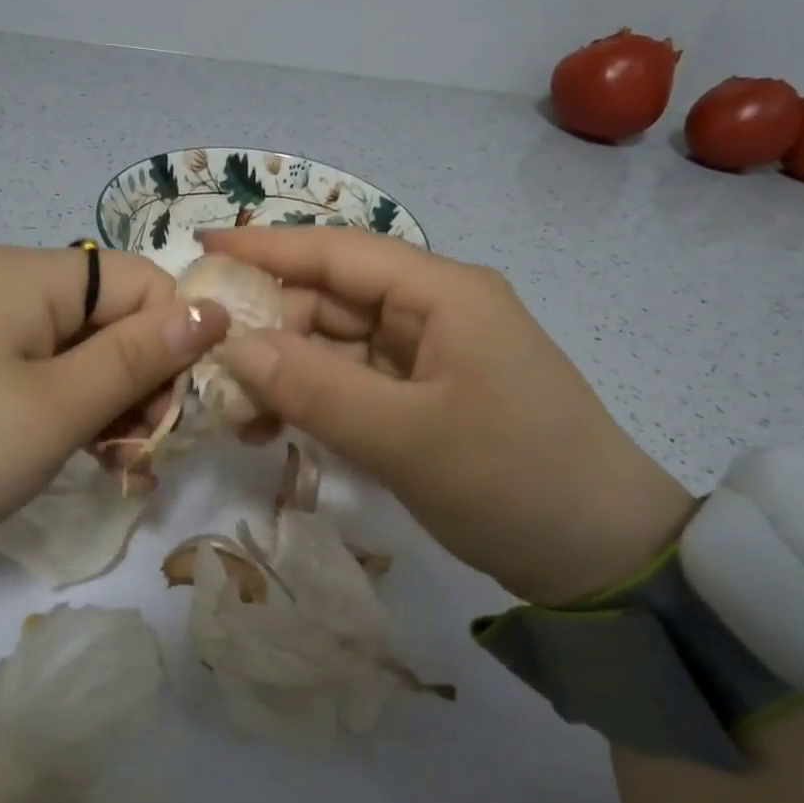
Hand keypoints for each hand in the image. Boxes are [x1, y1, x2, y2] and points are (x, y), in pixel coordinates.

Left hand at [0, 246, 228, 572]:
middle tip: (144, 451)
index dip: (173, 339)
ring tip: (123, 468)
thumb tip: (215, 310)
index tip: (171, 410)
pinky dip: (79, 411)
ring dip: (117, 406)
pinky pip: (52, 372)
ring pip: (90, 351)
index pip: (144, 282)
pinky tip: (95, 459)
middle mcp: (16, 284)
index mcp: (34, 276)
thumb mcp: (59, 407)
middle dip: (144, 381)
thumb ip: (141, 356)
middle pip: (118, 317)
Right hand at [200, 228, 695, 605]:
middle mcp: (435, 311)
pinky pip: (356, 382)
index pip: (339, 252)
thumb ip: (314, 387)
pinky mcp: (427, 396)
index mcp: (443, 293)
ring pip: (339, 344)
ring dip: (287, 369)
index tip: (199, 246)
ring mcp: (432, 356)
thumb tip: (232, 344)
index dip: (267, 247)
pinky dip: (316, 398)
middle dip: (269, 324)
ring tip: (235, 408)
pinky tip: (278, 425)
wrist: (604, 556)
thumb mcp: (406, 438)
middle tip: (207, 361)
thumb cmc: (513, 481)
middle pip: (333, 298)